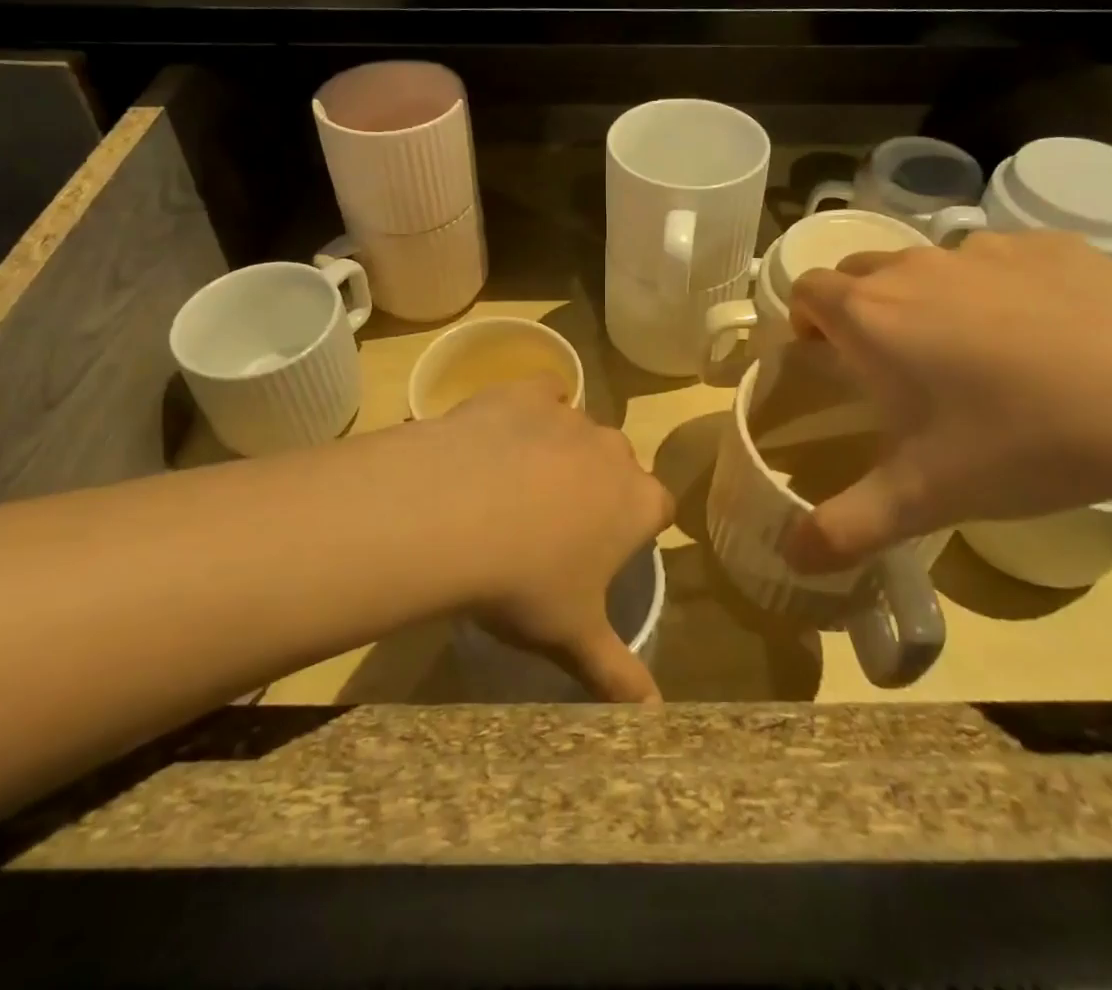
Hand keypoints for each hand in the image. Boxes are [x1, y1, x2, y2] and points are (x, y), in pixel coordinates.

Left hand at [416, 377, 673, 701]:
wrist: (454, 514)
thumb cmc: (524, 583)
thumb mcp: (571, 637)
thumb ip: (618, 675)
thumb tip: (657, 719)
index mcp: (637, 502)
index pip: (658, 507)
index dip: (634, 527)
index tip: (603, 550)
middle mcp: (613, 450)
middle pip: (617, 466)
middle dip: (597, 488)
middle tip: (553, 525)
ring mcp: (569, 415)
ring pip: (578, 431)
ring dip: (560, 452)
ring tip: (514, 487)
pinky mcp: (526, 391)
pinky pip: (541, 394)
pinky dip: (530, 410)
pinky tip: (503, 435)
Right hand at [783, 231, 1111, 571]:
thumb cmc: (1019, 441)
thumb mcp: (923, 498)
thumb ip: (845, 529)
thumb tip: (792, 560)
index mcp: (871, 315)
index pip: (807, 289)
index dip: (805, 319)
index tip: (826, 356)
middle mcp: (914, 267)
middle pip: (859, 270)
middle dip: (858, 306)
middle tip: (892, 363)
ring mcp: (982, 249)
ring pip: (927, 262)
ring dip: (925, 295)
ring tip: (970, 351)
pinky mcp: (1046, 245)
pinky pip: (997, 258)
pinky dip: (995, 285)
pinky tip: (1040, 333)